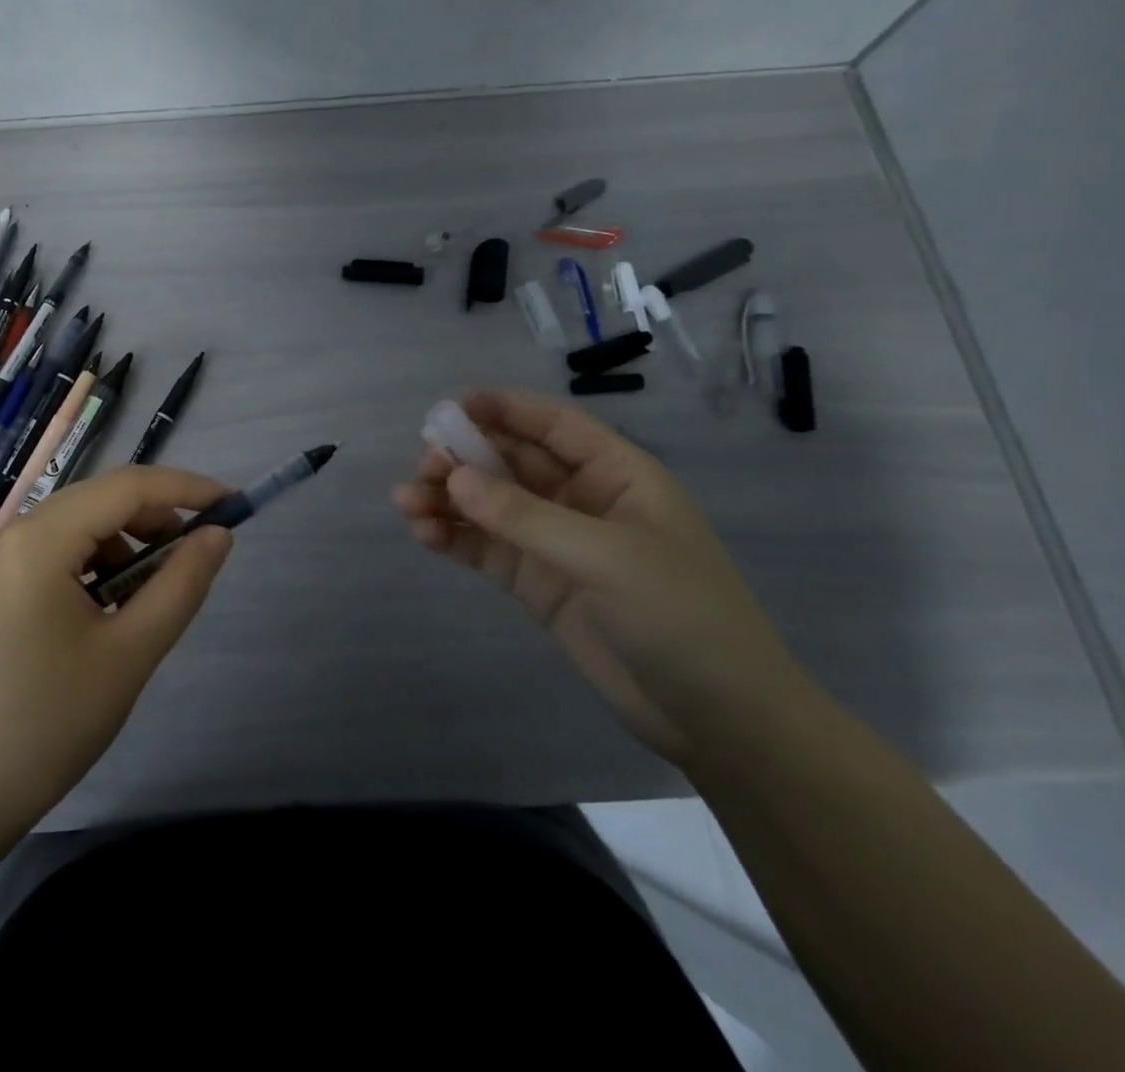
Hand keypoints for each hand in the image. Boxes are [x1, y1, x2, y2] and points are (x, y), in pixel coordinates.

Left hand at [0, 465, 232, 838]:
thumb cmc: (45, 726)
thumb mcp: (128, 655)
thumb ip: (180, 585)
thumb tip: (218, 535)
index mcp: (40, 539)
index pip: (127, 486)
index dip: (186, 488)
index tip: (233, 505)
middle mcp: (11, 534)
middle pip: (99, 500)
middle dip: (156, 518)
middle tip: (196, 559)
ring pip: (77, 527)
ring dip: (124, 545)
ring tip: (148, 600)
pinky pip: (52, 554)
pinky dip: (92, 566)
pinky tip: (104, 613)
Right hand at [392, 389, 806, 763]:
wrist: (718, 719)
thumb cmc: (681, 615)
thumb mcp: (605, 557)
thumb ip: (525, 515)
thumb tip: (454, 478)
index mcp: (618, 476)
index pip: (555, 426)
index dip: (505, 409)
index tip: (452, 406)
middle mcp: (583, 501)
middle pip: (512, 462)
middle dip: (465, 457)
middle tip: (423, 465)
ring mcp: (556, 544)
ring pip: (490, 505)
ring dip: (448, 498)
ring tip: (406, 502)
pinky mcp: (537, 584)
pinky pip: (486, 548)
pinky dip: (453, 538)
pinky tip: (423, 534)